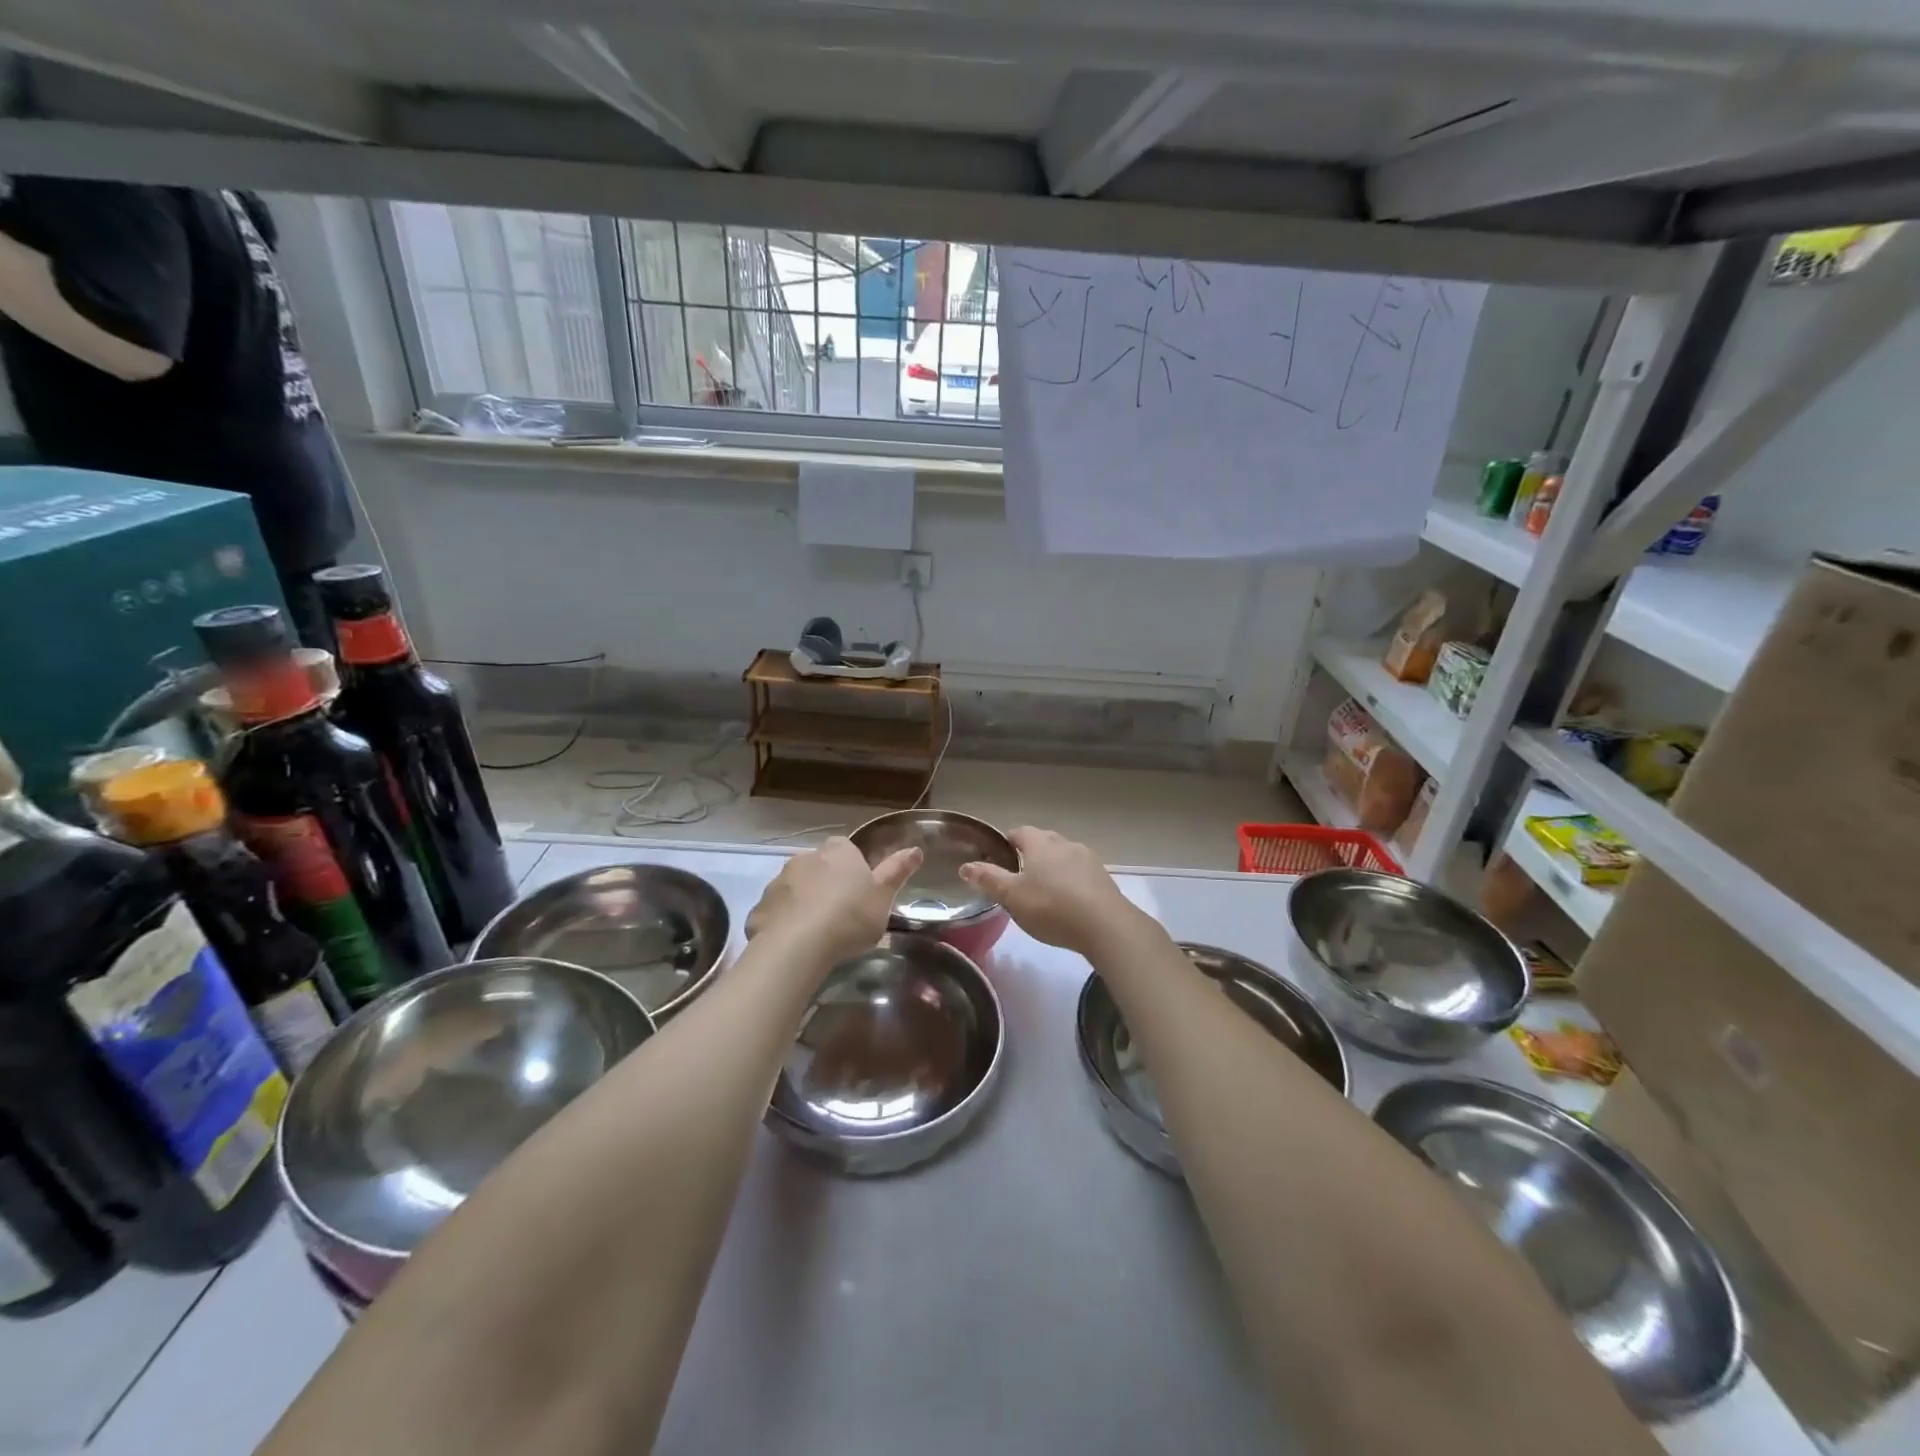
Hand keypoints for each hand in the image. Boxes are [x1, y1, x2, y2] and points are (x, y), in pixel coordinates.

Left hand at [745, 836, 922, 965]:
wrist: (797, 945)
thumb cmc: (849, 917)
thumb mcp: (883, 896)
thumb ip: (898, 871)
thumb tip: (915, 849)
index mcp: (838, 852)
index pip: (847, 848)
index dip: (853, 867)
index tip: (860, 890)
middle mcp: (806, 857)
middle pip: (819, 865)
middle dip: (827, 882)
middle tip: (840, 913)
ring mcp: (779, 880)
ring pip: (796, 886)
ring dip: (804, 900)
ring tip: (817, 932)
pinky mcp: (761, 906)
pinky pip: (777, 910)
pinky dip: (784, 920)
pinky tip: (794, 943)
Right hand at [958, 826, 1138, 954]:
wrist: (1104, 925)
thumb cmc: (1051, 907)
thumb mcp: (1012, 896)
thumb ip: (988, 879)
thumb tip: (965, 866)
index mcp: (1039, 843)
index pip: (1019, 832)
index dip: (1007, 842)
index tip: (999, 857)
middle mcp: (1064, 843)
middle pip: (1043, 841)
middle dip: (1030, 854)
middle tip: (1019, 876)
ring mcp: (1087, 858)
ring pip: (1063, 856)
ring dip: (1053, 867)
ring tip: (1044, 890)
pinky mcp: (1103, 877)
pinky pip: (1080, 872)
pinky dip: (1071, 880)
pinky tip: (1068, 900)